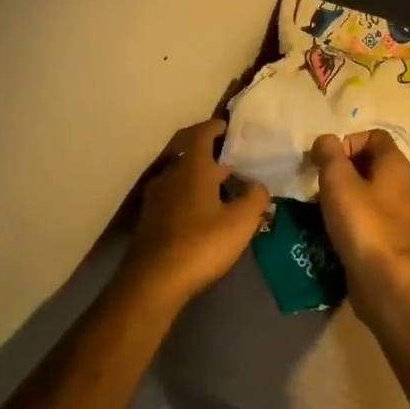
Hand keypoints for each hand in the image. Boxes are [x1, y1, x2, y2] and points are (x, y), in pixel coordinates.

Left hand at [121, 119, 270, 307]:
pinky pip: (173, 197)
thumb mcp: (241, 222)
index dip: (216, 127)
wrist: (153, 282)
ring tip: (223, 189)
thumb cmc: (201, 244)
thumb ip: (256, 198)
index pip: (202, 134)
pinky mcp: (149, 220)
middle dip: (212, 155)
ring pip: (181, 177)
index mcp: (192, 168)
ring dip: (201, 178)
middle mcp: (170, 175)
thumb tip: (259, 185)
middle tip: (235, 161)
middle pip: (191, 155)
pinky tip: (204, 214)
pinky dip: (190, 196)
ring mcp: (156, 198)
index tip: (230, 126)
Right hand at [311, 131, 409, 284]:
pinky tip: (337, 230)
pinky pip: (373, 217)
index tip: (329, 162)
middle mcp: (406, 185)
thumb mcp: (338, 181)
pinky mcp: (395, 238)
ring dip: (347, 195)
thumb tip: (326, 140)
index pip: (375, 136)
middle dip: (344, 170)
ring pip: (371, 192)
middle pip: (372, 163)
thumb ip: (329, 154)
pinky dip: (355, 217)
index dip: (349, 142)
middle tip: (322, 185)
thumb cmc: (362, 223)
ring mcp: (403, 214)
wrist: (384, 279)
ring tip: (325, 209)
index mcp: (396, 165)